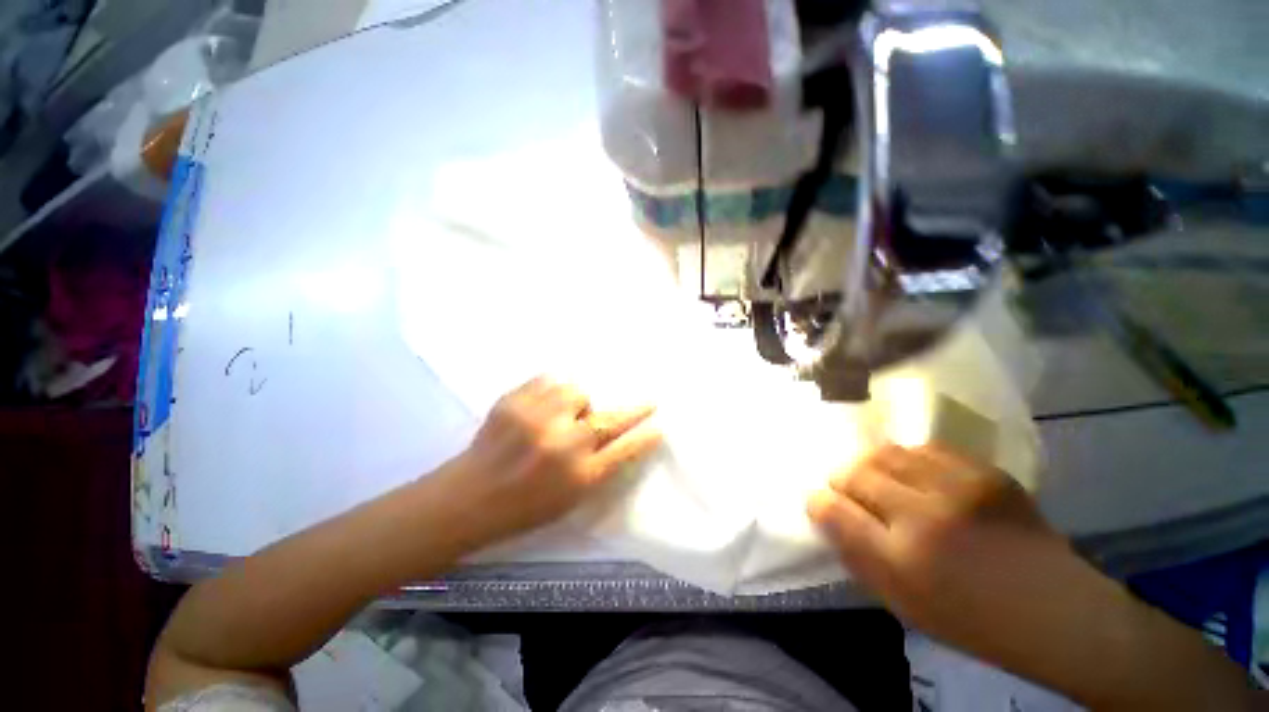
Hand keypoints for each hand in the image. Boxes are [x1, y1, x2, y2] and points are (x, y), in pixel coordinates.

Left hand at [441, 377, 662, 546]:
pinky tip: (544, 404)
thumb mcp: (569, 498)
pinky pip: (549, 380)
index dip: (644, 437)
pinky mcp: (514, 401)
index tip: (660, 425)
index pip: (623, 451)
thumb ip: (598, 467)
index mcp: (578, 478)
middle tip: (648, 402)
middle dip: (634, 410)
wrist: (467, 497)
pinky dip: (552, 390)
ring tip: (563, 415)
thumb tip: (617, 435)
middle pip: (609, 419)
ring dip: (577, 402)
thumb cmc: (523, 506)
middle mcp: (563, 446)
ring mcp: (537, 420)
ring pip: (577, 392)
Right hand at [808, 443, 1107, 666]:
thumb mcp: (902, 603)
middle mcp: (924, 516)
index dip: (818, 501)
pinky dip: (909, 460)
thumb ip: (855, 554)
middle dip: (841, 479)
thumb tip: (823, 513)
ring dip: (872, 465)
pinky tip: (918, 477)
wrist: (1059, 612)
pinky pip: (925, 448)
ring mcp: (959, 488)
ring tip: (882, 480)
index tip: (819, 502)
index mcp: (901, 559)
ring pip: (885, 453)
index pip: (832, 509)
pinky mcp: (986, 472)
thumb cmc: (972, 621)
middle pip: (854, 472)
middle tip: (849, 491)